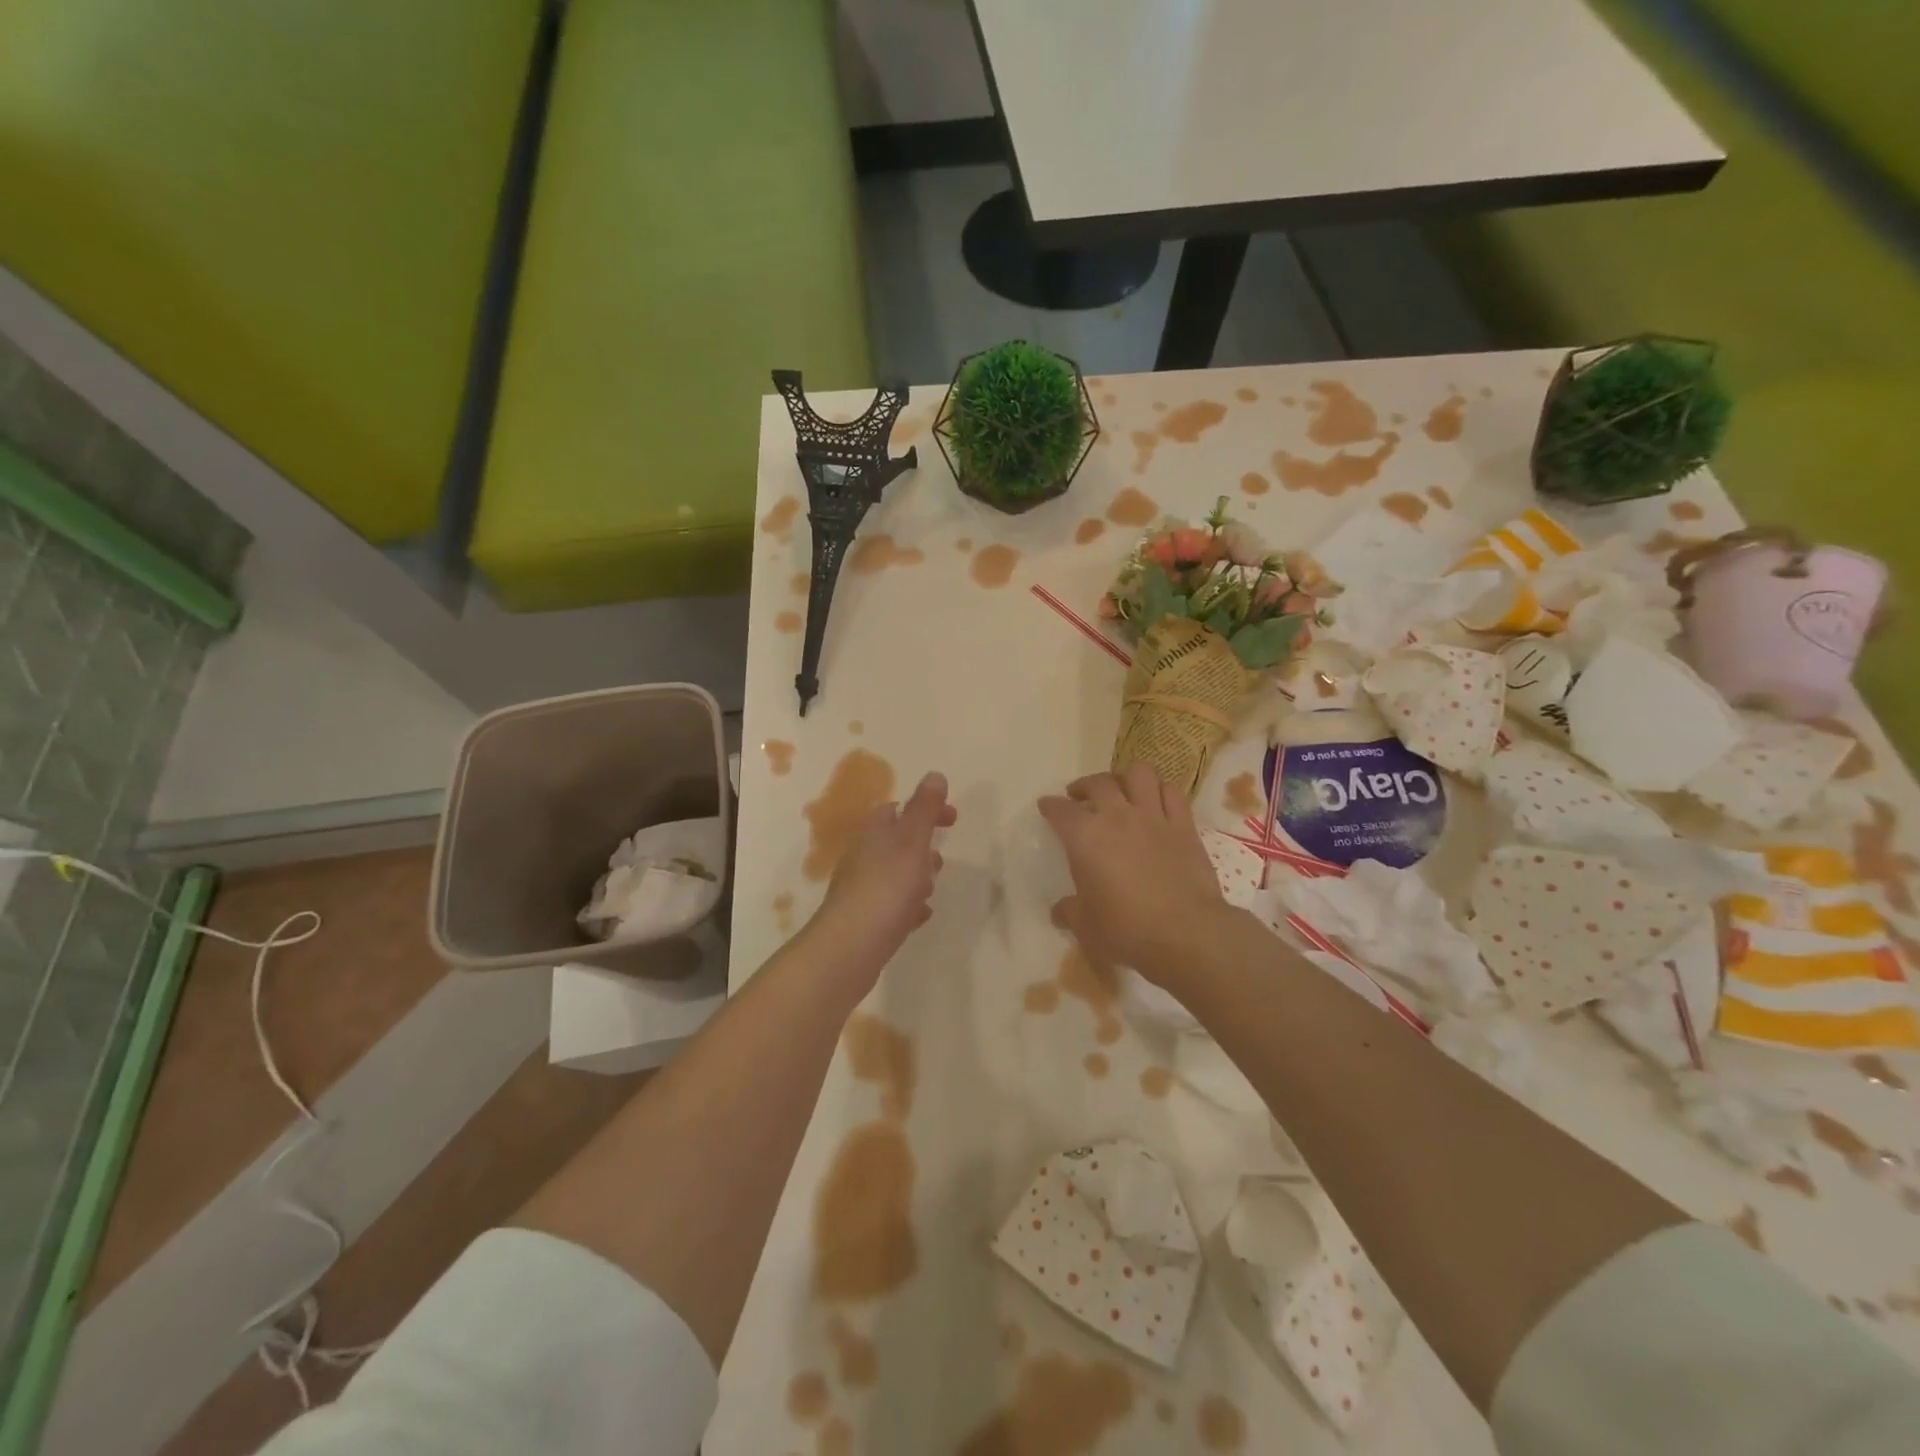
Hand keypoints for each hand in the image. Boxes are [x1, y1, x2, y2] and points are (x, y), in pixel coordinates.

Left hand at [806, 772, 956, 986]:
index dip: (926, 809)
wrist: (850, 947)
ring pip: (893, 874)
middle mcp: (863, 857)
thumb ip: (925, 809)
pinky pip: (891, 905)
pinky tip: (920, 916)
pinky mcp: (864, 920)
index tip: (953, 819)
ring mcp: (861, 890)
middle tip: (940, 859)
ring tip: (931, 889)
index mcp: (874, 834)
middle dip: (921, 846)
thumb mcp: (911, 841)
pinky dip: (908, 905)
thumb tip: (935, 774)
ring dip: (915, 876)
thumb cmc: (886, 887)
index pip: (898, 809)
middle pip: (894, 842)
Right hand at [1038, 763, 1224, 985]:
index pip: (1060, 810)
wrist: (1185, 933)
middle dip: (1084, 786)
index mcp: (1085, 837)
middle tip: (1079, 797)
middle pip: (1098, 783)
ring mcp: (1153, 817)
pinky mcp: (1184, 826)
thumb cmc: (1126, 930)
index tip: (1046, 806)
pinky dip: (1161, 791)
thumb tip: (1060, 910)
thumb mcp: (1086, 926)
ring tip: (1120, 790)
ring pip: (1139, 774)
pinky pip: (1172, 793)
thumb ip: (1069, 912)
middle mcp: (1117, 817)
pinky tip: (1156, 801)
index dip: (1050, 806)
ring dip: (1125, 777)